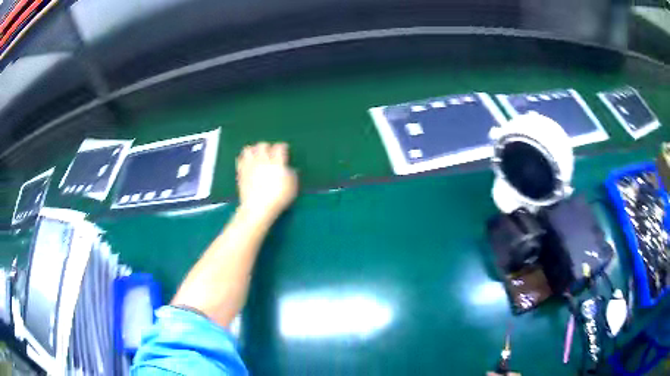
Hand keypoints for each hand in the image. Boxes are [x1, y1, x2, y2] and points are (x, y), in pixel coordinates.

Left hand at [236, 142, 297, 220]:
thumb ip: (291, 174)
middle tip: (270, 153)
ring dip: (253, 150)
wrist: (257, 208)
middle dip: (267, 147)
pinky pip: (240, 159)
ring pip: (249, 149)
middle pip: (263, 145)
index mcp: (277, 162)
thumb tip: (289, 169)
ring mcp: (250, 165)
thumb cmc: (278, 199)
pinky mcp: (241, 172)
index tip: (284, 150)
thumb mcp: (292, 187)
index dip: (283, 147)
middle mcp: (262, 160)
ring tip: (257, 156)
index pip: (280, 147)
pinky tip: (247, 163)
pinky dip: (244, 159)